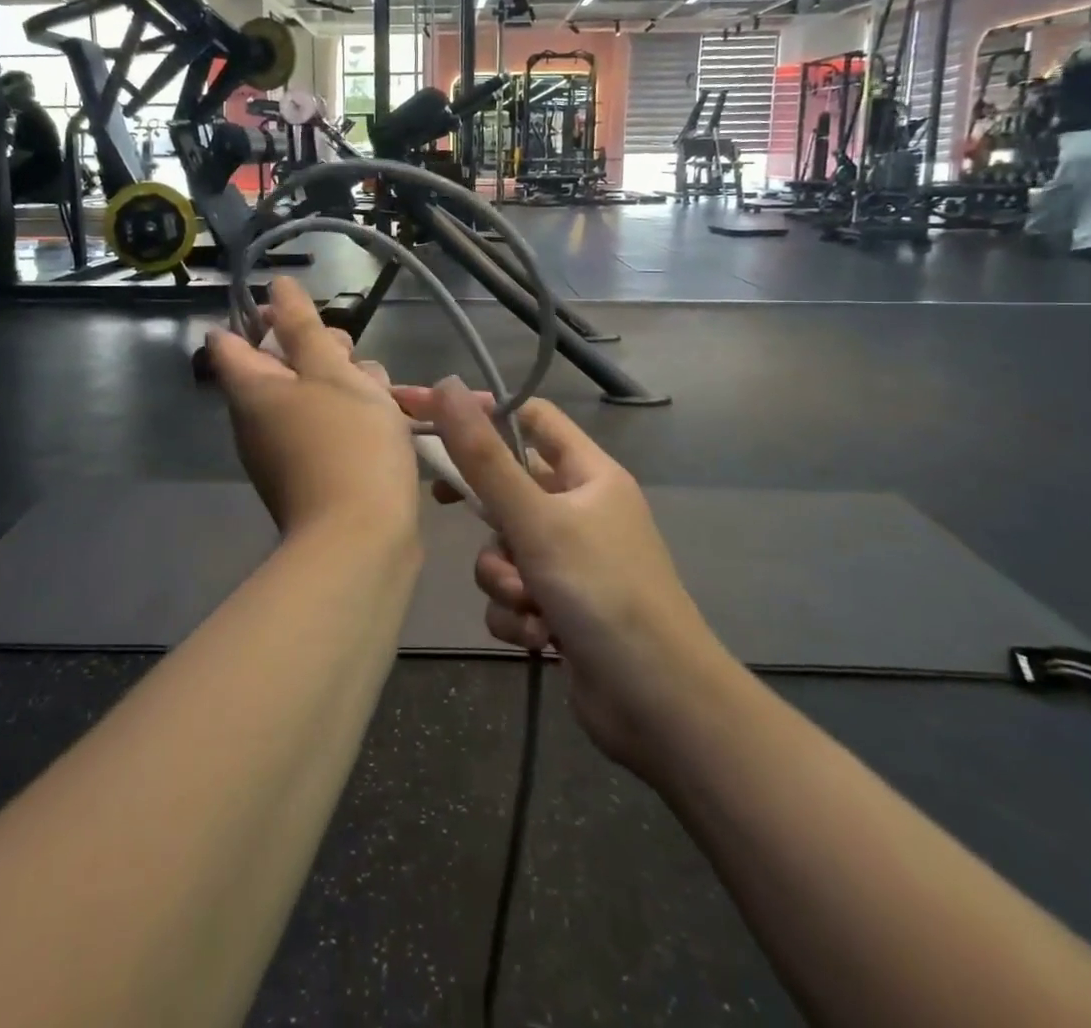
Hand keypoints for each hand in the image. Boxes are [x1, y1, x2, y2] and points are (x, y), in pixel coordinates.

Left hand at [207, 277, 419, 546]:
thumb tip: (274, 287)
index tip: (303, 315)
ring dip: (346, 385)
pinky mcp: (312, 476)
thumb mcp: (330, 372)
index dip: (262, 317)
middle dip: (320, 351)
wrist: (362, 542)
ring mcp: (283, 452)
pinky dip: (352, 419)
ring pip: (312, 398)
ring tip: (384, 393)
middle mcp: (257, 421)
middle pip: (281, 367)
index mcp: (251, 390)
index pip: (231, 340)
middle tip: (352, 357)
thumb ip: (302, 326)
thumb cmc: (348, 443)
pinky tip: (391, 420)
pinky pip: (326, 431)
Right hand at [395, 380, 723, 777]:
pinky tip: (540, 637)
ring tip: (527, 601)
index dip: (483, 412)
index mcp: (589, 474)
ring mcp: (571, 561)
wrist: (659, 705)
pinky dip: (516, 612)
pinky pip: (513, 592)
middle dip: (484, 510)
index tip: (430, 416)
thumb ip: (484, 457)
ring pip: (504, 547)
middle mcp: (580, 510)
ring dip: (502, 577)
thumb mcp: (536, 520)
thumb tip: (446, 385)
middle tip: (444, 501)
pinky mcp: (560, 606)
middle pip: (509, 485)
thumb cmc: (602, 592)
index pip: (531, 418)